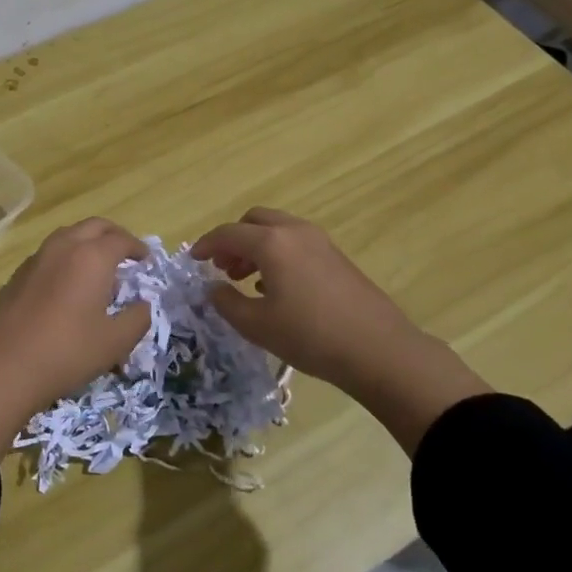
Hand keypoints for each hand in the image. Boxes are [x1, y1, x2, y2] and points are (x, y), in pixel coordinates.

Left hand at [0, 218, 152, 454]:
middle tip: (126, 255)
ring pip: (69, 235)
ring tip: (98, 269)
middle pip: (94, 226)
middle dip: (114, 236)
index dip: (138, 248)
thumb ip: (138, 318)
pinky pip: (50, 253)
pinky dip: (66, 257)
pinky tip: (68, 285)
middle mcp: (64, 246)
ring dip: (88, 243)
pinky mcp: (19, 273)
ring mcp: (37, 257)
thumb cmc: (67, 351)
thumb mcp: (115, 342)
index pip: (121, 239)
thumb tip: (144, 305)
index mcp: (92, 257)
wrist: (4, 365)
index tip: (146, 261)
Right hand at [191, 208, 488, 453]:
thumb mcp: (256, 325)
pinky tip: (275, 287)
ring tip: (245, 279)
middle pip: (254, 220)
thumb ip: (226, 302)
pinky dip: (277, 253)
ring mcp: (320, 242)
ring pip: (277, 230)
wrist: (379, 350)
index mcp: (271, 243)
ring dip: (255, 247)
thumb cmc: (310, 336)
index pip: (228, 233)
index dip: (205, 245)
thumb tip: (212, 288)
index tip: (192, 260)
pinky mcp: (336, 257)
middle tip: (221, 267)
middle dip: (233, 240)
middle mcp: (294, 231)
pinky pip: (295, 242)